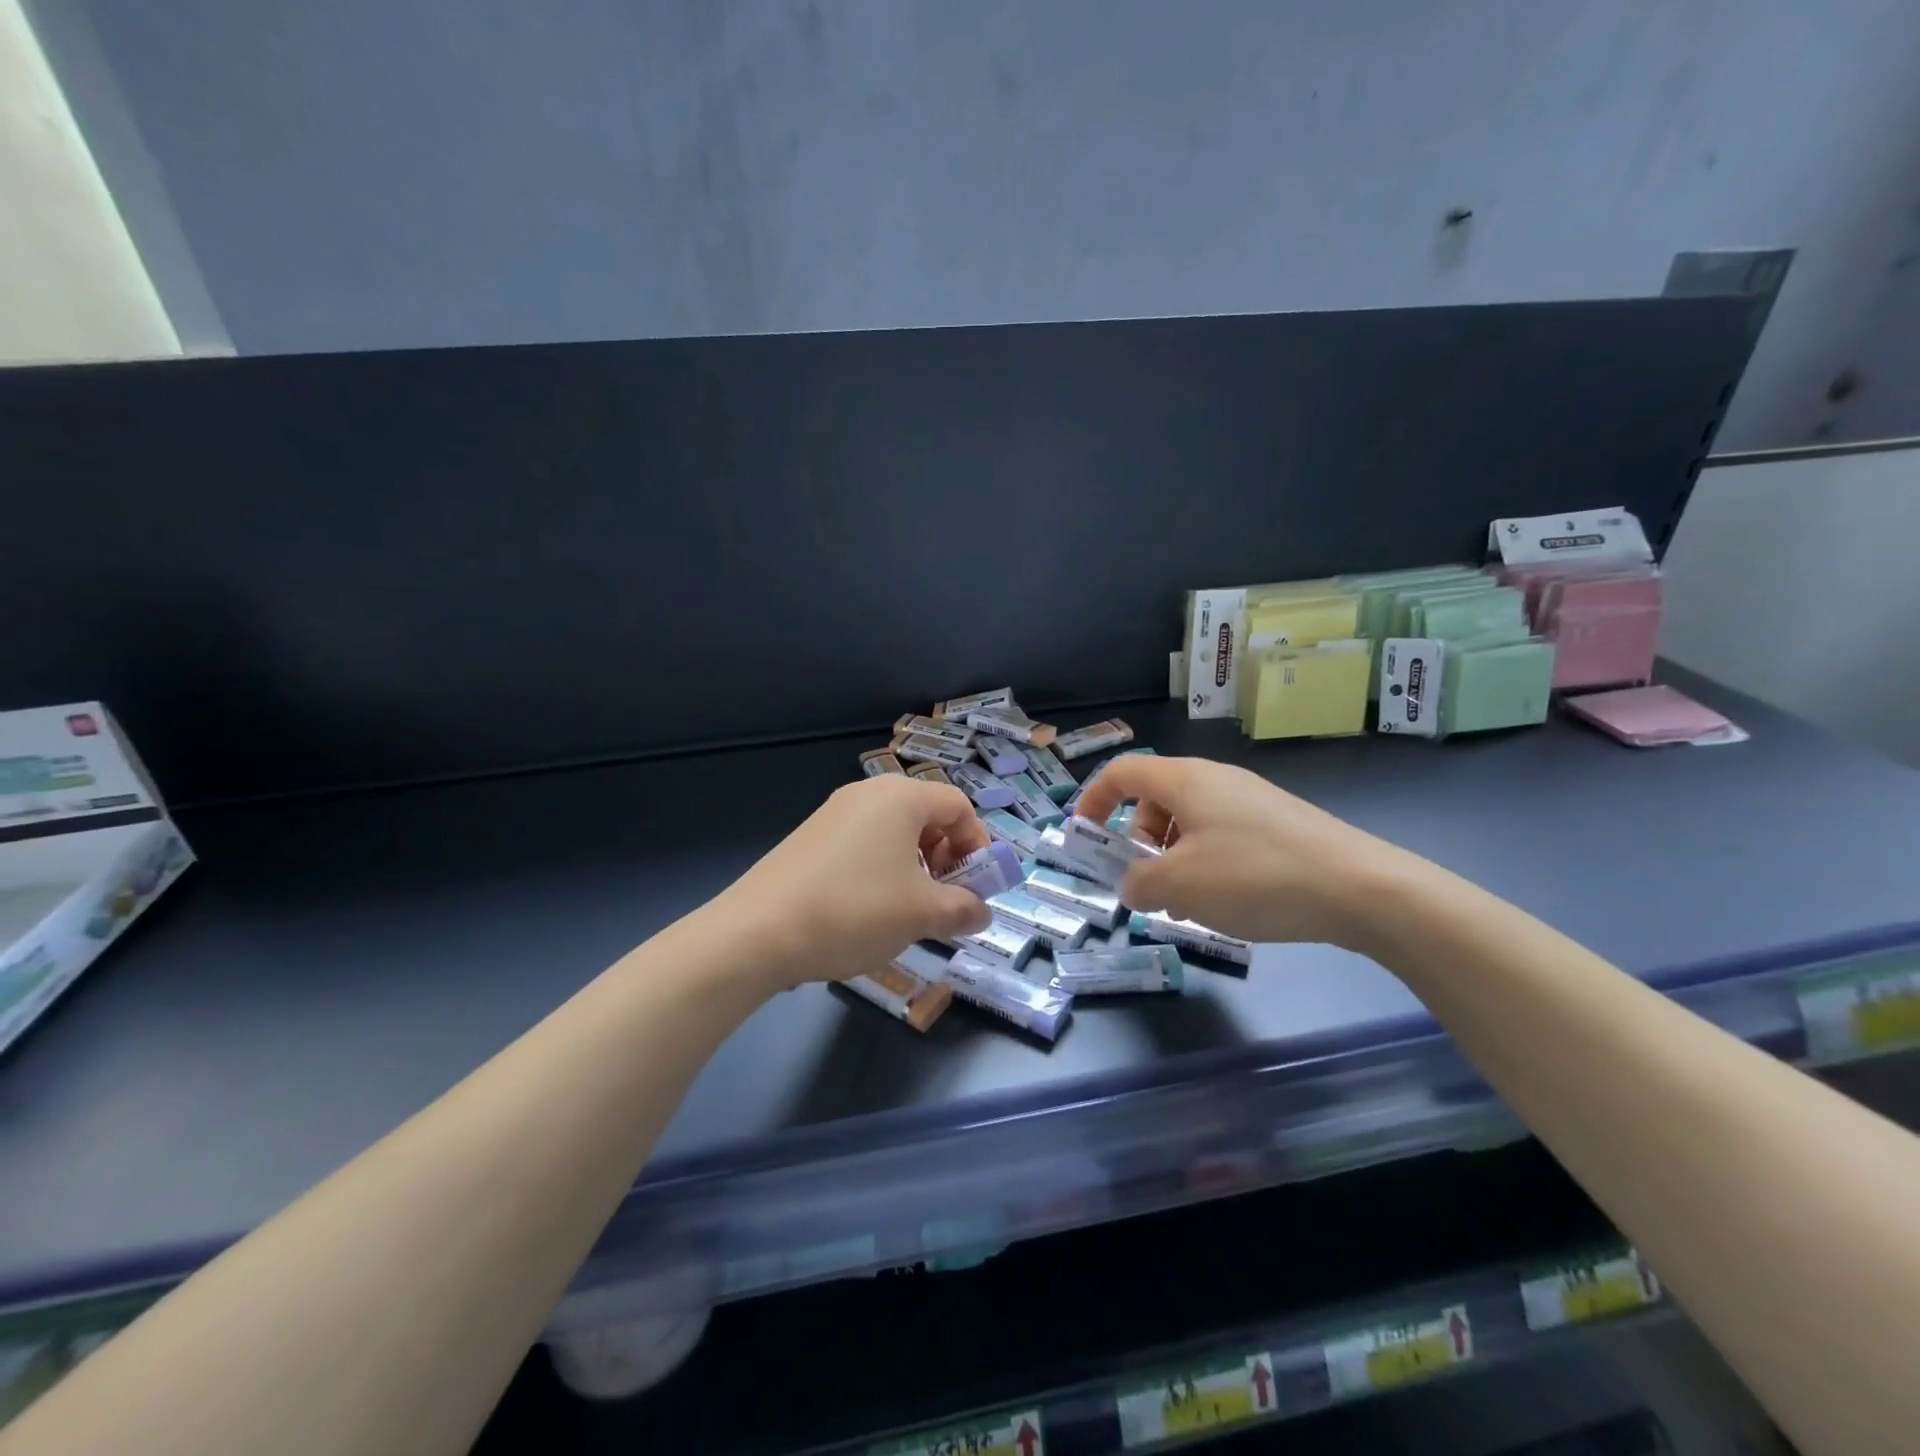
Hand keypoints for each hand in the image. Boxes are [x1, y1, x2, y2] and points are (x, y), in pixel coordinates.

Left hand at [709, 776, 994, 989]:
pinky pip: (863, 843)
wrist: (757, 932)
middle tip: (944, 900)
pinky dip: (881, 869)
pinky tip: (868, 910)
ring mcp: (833, 813)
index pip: (959, 805)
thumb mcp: (921, 914)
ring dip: (916, 867)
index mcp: (900, 797)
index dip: (978, 844)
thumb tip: (982, 912)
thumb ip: (963, 909)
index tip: (976, 886)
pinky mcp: (810, 837)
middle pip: (927, 815)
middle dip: (947, 857)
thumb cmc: (854, 911)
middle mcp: (867, 793)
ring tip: (908, 910)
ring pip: (894, 832)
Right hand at [1073, 755, 1419, 949]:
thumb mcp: (1179, 885)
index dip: (1092, 800)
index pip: (1121, 772)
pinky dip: (1205, 864)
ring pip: (1188, 822)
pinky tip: (1225, 903)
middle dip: (1137, 842)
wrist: (1362, 888)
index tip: (1083, 837)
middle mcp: (1215, 779)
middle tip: (1146, 884)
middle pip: (1154, 799)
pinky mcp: (1277, 824)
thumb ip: (1138, 882)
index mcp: (1184, 780)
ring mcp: (1250, 800)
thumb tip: (1133, 884)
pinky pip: (1221, 836)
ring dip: (1172, 859)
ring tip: (1186, 905)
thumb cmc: (1254, 876)